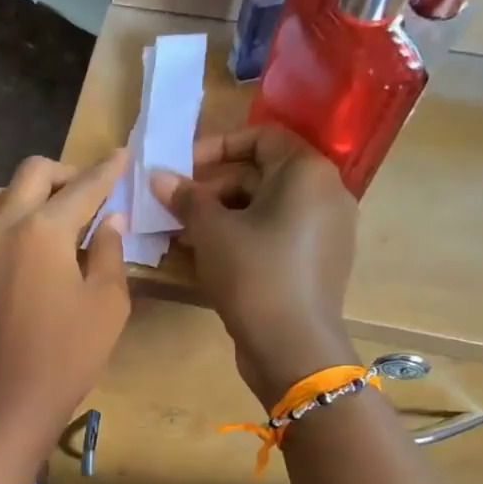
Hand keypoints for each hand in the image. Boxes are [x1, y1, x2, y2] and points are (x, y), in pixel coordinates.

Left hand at [0, 151, 130, 454]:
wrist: (9, 400)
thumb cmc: (68, 356)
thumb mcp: (107, 303)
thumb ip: (110, 252)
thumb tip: (110, 219)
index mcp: (44, 230)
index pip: (82, 187)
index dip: (107, 171)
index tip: (123, 156)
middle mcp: (6, 226)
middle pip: (33, 174)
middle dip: (67, 172)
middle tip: (94, 191)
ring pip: (1, 192)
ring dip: (31, 189)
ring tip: (59, 213)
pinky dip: (12, 211)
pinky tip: (37, 239)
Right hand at [152, 126, 357, 407]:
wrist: (292, 346)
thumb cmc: (253, 275)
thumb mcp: (211, 232)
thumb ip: (185, 198)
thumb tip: (157, 176)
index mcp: (307, 173)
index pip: (261, 137)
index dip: (216, 147)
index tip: (181, 168)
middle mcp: (325, 193)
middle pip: (261, 174)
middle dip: (212, 188)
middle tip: (174, 208)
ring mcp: (325, 230)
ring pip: (265, 208)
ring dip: (221, 215)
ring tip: (182, 235)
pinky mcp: (317, 262)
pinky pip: (275, 235)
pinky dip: (242, 237)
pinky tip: (207, 257)